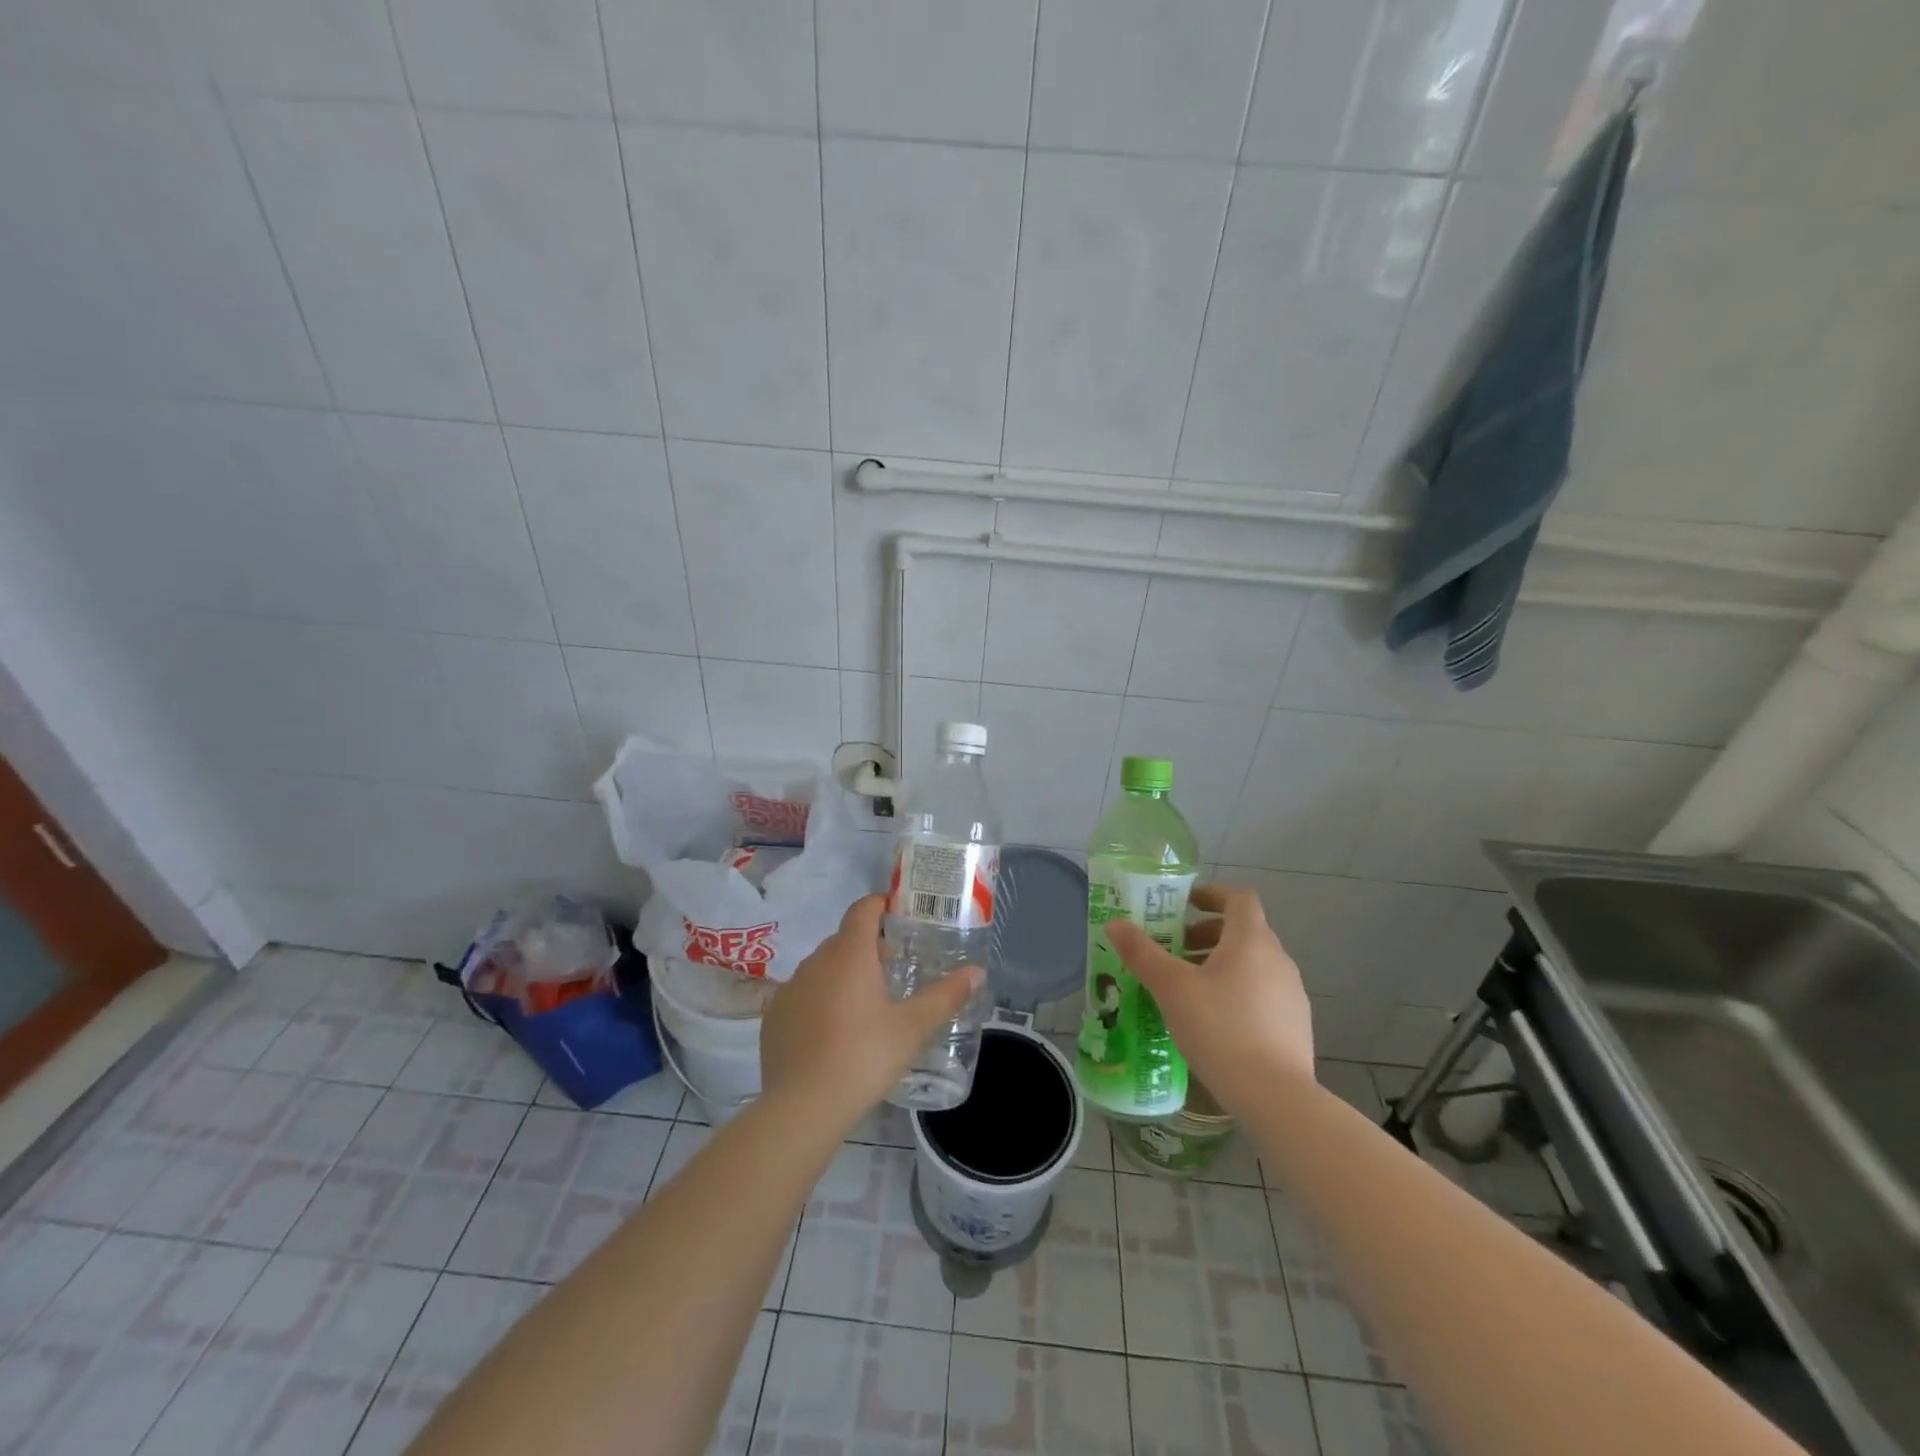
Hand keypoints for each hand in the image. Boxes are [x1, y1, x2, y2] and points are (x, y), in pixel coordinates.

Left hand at [760, 895, 983, 1129]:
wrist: (802, 1107)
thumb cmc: (864, 1057)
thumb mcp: (912, 1028)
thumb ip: (946, 996)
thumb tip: (976, 972)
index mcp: (850, 953)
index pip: (863, 908)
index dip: (882, 904)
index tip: (900, 915)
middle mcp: (816, 960)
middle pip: (844, 938)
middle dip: (868, 945)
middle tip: (893, 968)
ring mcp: (790, 988)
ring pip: (822, 967)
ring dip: (843, 973)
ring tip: (865, 1003)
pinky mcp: (774, 1016)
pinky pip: (802, 994)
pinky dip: (819, 999)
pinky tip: (833, 1031)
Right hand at [1106, 882, 1312, 1115]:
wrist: (1276, 1097)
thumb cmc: (1220, 1029)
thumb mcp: (1171, 988)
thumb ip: (1142, 953)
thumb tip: (1115, 923)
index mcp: (1252, 941)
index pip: (1239, 897)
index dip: (1211, 893)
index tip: (1183, 904)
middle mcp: (1278, 959)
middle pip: (1244, 930)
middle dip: (1208, 932)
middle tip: (1176, 949)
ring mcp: (1292, 994)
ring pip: (1254, 963)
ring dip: (1222, 963)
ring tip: (1190, 987)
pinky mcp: (1295, 1025)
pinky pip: (1263, 992)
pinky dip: (1238, 990)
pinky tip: (1215, 1021)